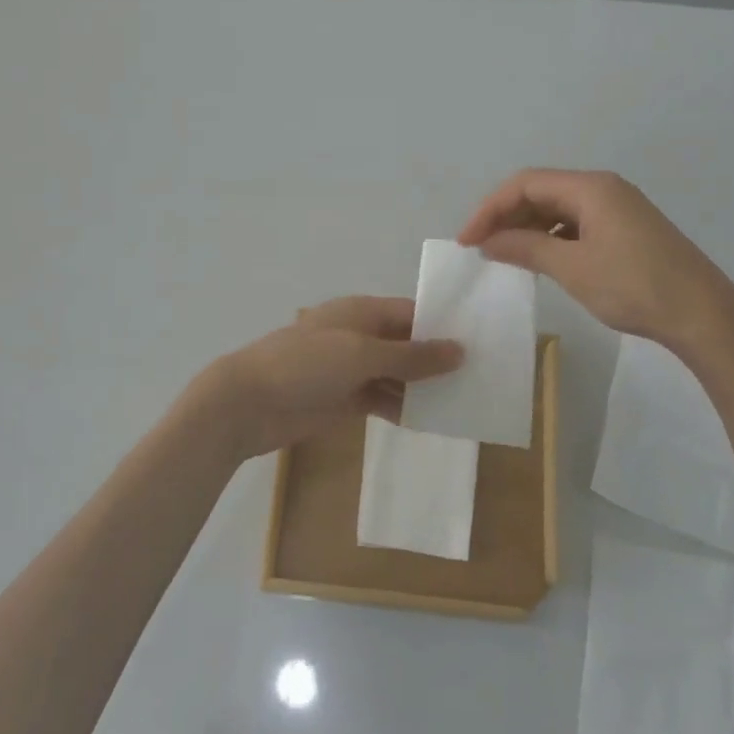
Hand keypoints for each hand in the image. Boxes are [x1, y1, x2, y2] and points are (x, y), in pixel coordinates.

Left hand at [192, 297, 463, 461]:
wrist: (249, 403)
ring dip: (424, 388)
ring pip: (397, 375)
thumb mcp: (362, 354)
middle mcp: (359, 336)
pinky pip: (382, 400)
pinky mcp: (344, 400)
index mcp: (362, 312)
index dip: (444, 326)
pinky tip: (431, 421)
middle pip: (407, 345)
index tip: (483, 341)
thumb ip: (411, 355)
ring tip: (466, 401)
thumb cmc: (306, 365)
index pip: (412, 312)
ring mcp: (351, 370)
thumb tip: (459, 350)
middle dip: (438, 360)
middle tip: (483, 376)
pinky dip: (403, 409)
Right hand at [457, 168, 733, 362]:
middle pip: (541, 191)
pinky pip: (577, 224)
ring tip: (505, 256)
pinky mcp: (627, 230)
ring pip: (558, 209)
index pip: (525, 184)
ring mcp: (619, 209)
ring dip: (527, 228)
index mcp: (590, 188)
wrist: (704, 315)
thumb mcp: (572, 268)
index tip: (467, 240)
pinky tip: (541, 260)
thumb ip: (525, 248)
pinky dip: (551, 238)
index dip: (489, 208)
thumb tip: (488, 241)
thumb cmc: (634, 286)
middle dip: (506, 216)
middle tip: (481, 249)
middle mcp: (604, 189)